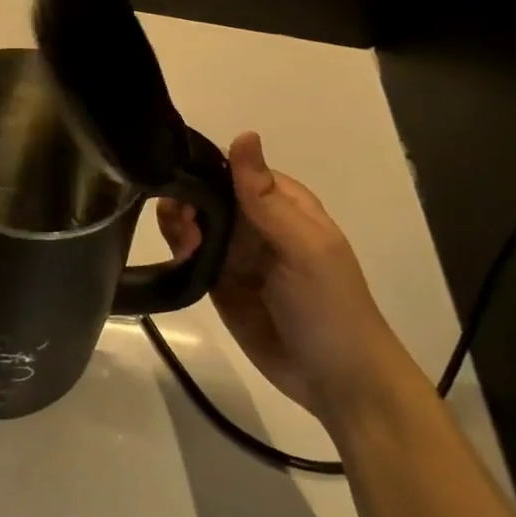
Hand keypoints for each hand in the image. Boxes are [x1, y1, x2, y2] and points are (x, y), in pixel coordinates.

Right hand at [157, 132, 415, 423]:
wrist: (337, 383)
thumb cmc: (330, 307)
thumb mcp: (303, 247)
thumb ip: (265, 196)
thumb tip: (244, 134)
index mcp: (282, 203)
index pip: (233, 168)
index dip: (204, 168)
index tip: (180, 179)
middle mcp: (255, 223)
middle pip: (207, 193)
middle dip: (186, 199)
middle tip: (183, 226)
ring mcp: (236, 253)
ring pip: (193, 222)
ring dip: (178, 224)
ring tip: (185, 247)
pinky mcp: (218, 283)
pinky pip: (190, 255)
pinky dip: (178, 250)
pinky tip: (179, 257)